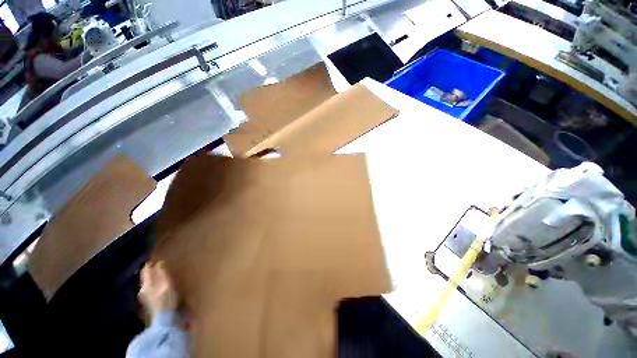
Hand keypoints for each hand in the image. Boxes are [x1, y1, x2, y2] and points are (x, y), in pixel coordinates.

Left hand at [138, 262, 177, 318]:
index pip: (146, 271)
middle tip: (158, 265)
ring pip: (147, 283)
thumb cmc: (166, 300)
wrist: (163, 320)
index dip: (149, 264)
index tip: (154, 258)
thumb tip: (159, 263)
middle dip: (150, 271)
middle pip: (145, 277)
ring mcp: (145, 297)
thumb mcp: (166, 285)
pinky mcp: (149, 302)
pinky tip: (159, 285)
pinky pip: (150, 288)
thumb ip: (162, 274)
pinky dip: (154, 283)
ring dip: (152, 277)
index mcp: (147, 285)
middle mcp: (143, 289)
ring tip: (159, 273)